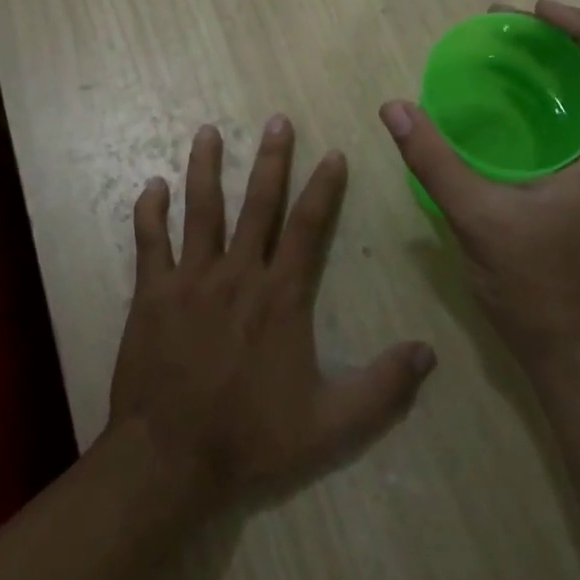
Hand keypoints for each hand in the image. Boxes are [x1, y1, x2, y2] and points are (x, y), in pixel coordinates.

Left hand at [109, 116, 437, 508]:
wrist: (171, 458)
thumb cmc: (252, 438)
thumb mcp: (331, 424)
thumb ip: (383, 388)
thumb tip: (429, 353)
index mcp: (280, 297)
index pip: (308, 228)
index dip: (323, 189)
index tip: (333, 154)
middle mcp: (237, 275)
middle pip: (257, 205)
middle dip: (271, 160)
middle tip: (277, 121)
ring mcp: (190, 281)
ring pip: (201, 210)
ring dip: (205, 168)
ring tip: (208, 132)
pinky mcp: (152, 295)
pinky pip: (150, 242)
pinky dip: (150, 212)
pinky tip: (152, 186)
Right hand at [378, 0, 579, 372]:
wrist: (566, 350)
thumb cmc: (536, 284)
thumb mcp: (479, 217)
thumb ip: (435, 161)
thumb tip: (394, 108)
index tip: (534, 13)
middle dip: (557, 43)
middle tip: (503, 30)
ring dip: (547, 76)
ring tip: (497, 60)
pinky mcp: (577, 194)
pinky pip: (563, 134)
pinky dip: (535, 110)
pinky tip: (495, 117)